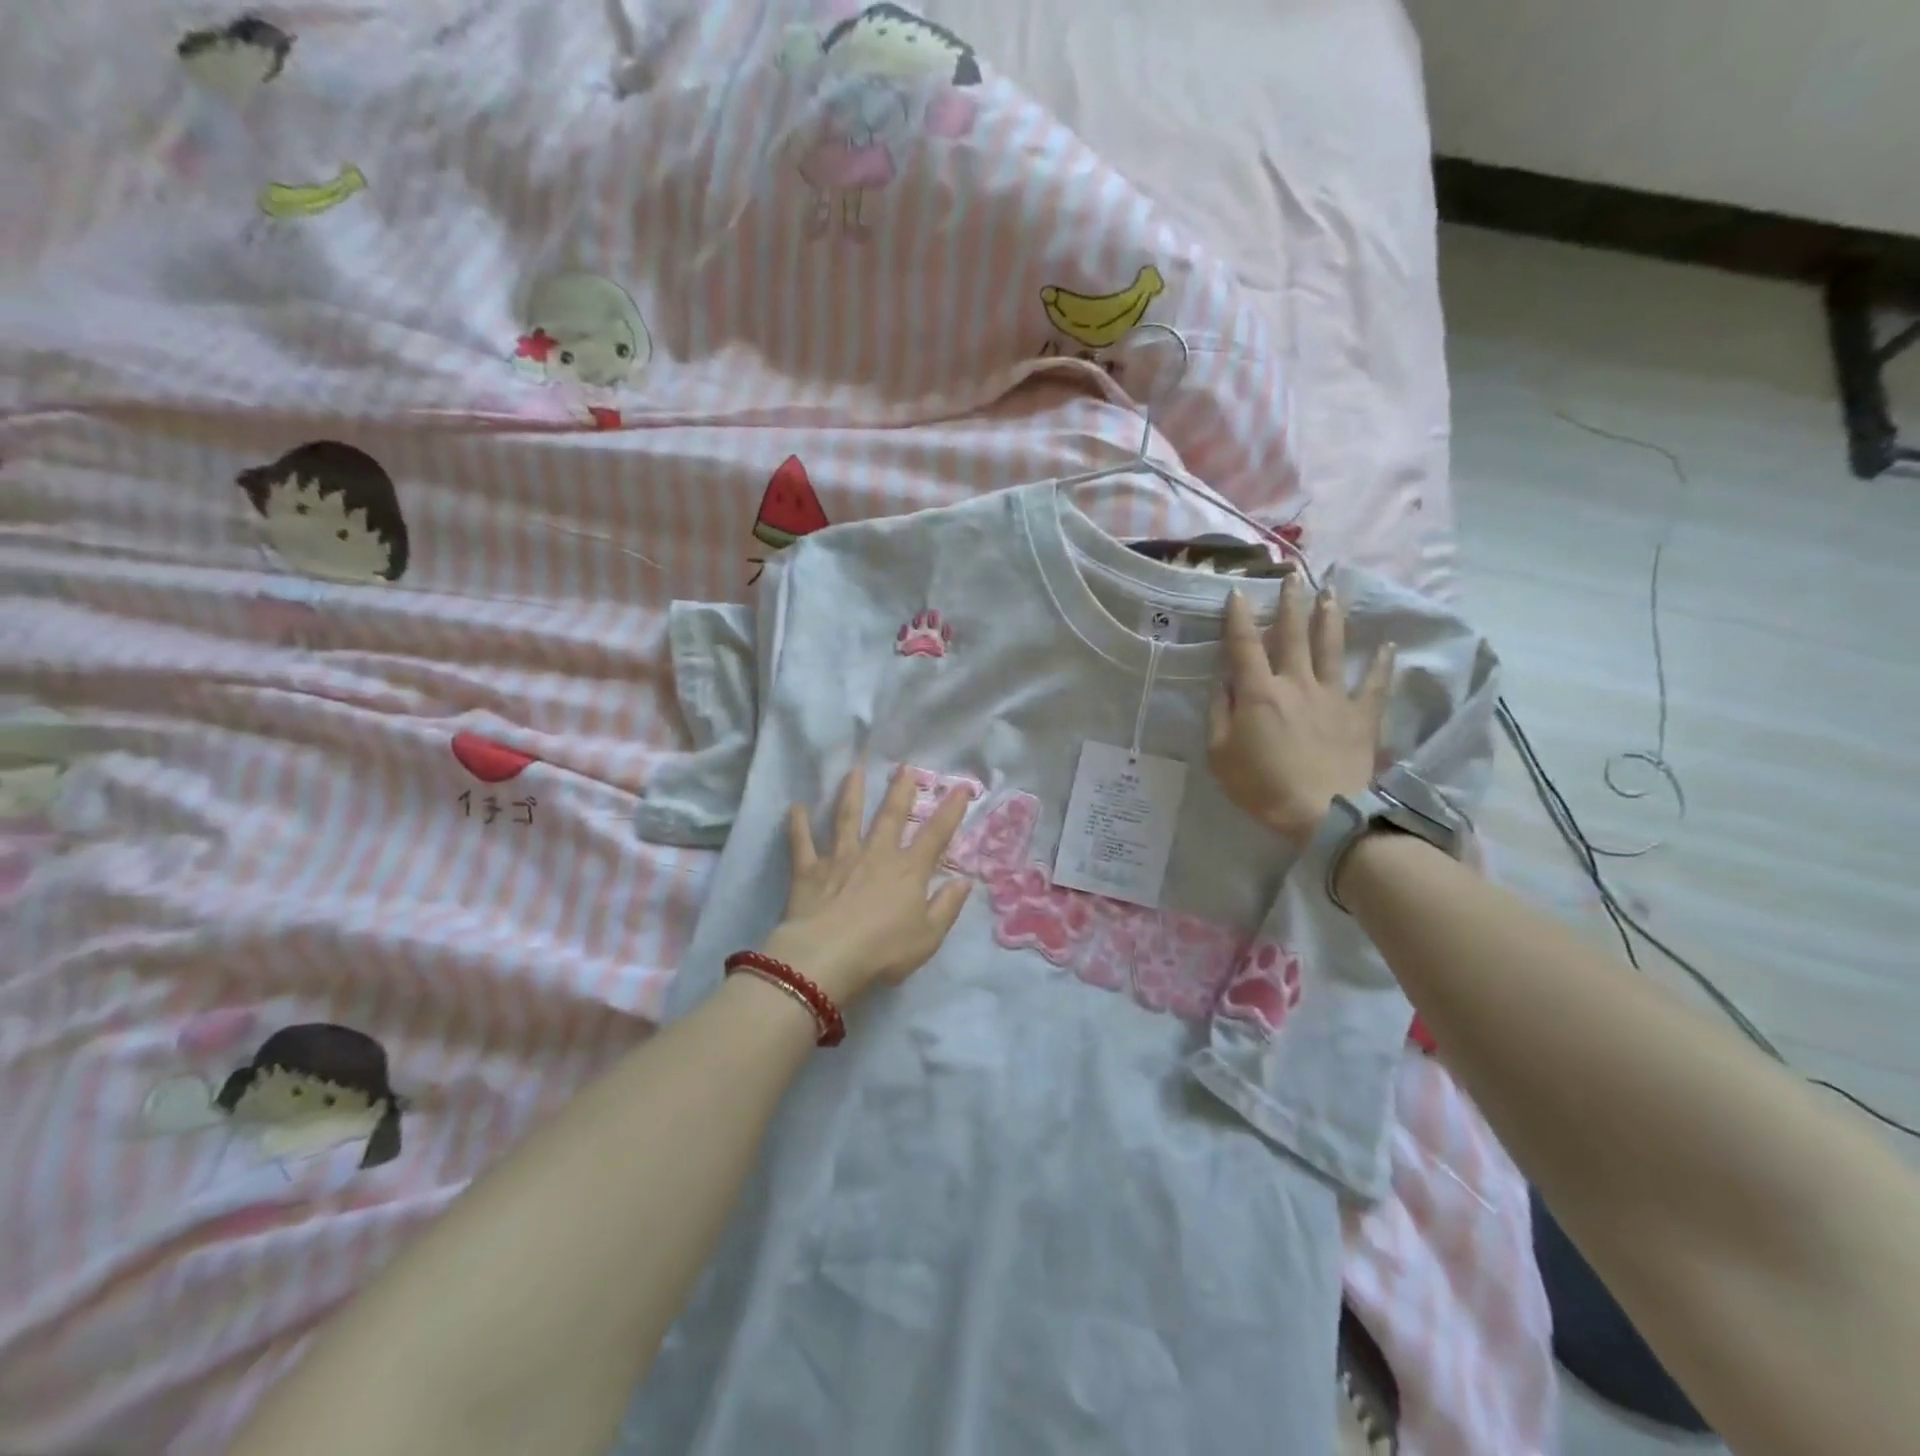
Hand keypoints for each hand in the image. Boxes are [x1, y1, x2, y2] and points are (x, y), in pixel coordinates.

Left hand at [762, 763, 974, 1007]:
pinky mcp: (809, 870)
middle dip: (900, 791)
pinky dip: (798, 825)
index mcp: (908, 871)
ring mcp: (840, 859)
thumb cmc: (883, 950)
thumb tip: (965, 881)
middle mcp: (876, 855)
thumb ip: (947, 907)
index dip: (950, 811)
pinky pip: (802, 843)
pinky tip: (795, 807)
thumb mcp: (928, 936)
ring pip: (846, 818)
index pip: (935, 835)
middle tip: (904, 767)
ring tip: (854, 771)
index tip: (961, 788)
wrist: (828, 957)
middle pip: (890, 816)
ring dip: (851, 793)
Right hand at [1208, 577, 1394, 848]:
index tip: (1238, 591)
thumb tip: (1226, 684)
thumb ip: (1221, 714)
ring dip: (1329, 617)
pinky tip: (1388, 645)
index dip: (1239, 617)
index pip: (1244, 645)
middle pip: (1292, 634)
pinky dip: (1382, 663)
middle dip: (1290, 603)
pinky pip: (1374, 683)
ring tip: (1332, 592)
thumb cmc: (1261, 786)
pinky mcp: (1361, 715)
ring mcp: (1333, 696)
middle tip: (1292, 576)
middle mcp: (1296, 683)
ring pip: (1331, 647)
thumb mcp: (1220, 754)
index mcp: (1259, 693)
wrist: (1321, 813)